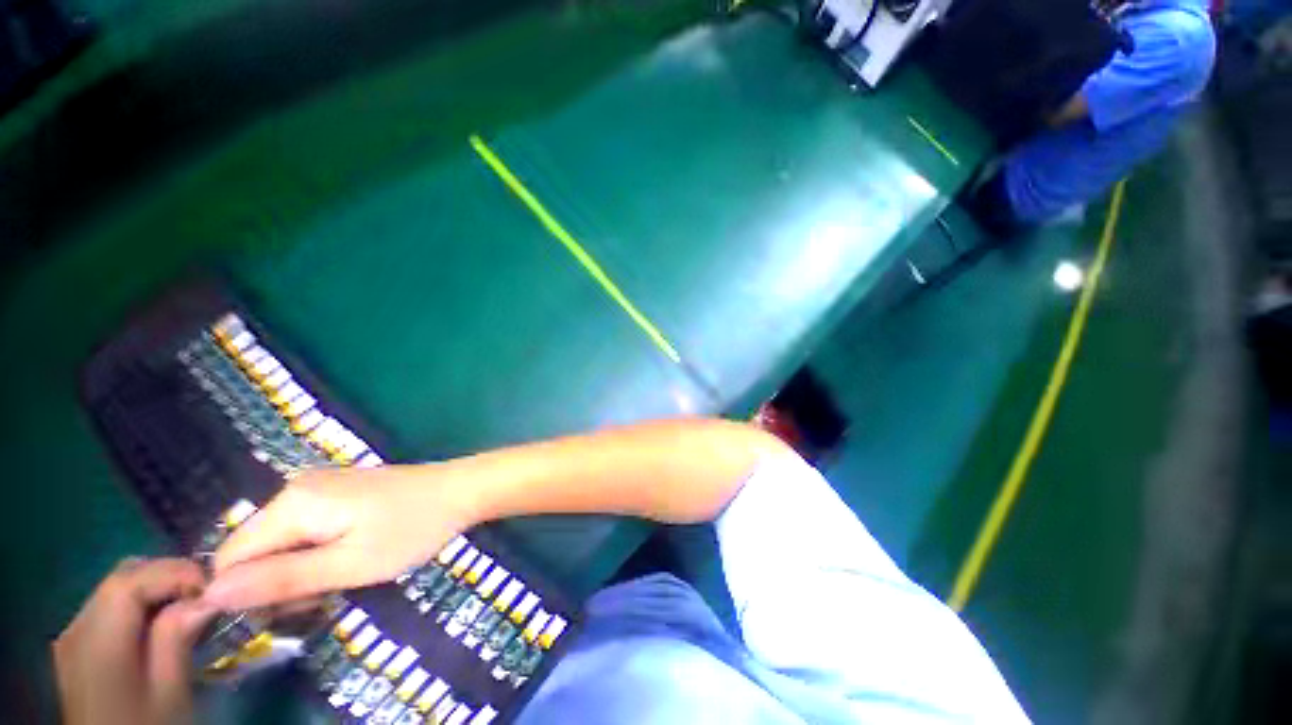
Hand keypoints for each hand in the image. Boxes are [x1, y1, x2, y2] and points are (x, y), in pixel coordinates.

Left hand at [54, 558, 218, 724]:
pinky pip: (109, 608)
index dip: (175, 572)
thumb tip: (205, 597)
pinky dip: (140, 607)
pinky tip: (158, 629)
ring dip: (156, 590)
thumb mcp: (168, 691)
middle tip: (204, 596)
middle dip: (168, 576)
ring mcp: (72, 636)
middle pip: (122, 577)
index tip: (214, 587)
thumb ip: (177, 638)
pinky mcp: (76, 647)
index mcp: (97, 638)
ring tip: (187, 611)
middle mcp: (76, 626)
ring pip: (116, 589)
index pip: (131, 580)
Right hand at [205, 465, 475, 610]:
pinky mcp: (339, 491)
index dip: (249, 593)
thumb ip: (281, 579)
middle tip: (326, 594)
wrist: (461, 490)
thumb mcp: (349, 564)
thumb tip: (211, 596)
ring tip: (343, 576)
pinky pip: (305, 529)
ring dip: (299, 570)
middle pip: (254, 549)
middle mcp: (296, 488)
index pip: (231, 558)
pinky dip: (316, 552)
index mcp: (293, 503)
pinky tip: (349, 557)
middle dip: (277, 582)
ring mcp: (319, 486)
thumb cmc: (413, 528)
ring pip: (280, 542)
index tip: (293, 608)